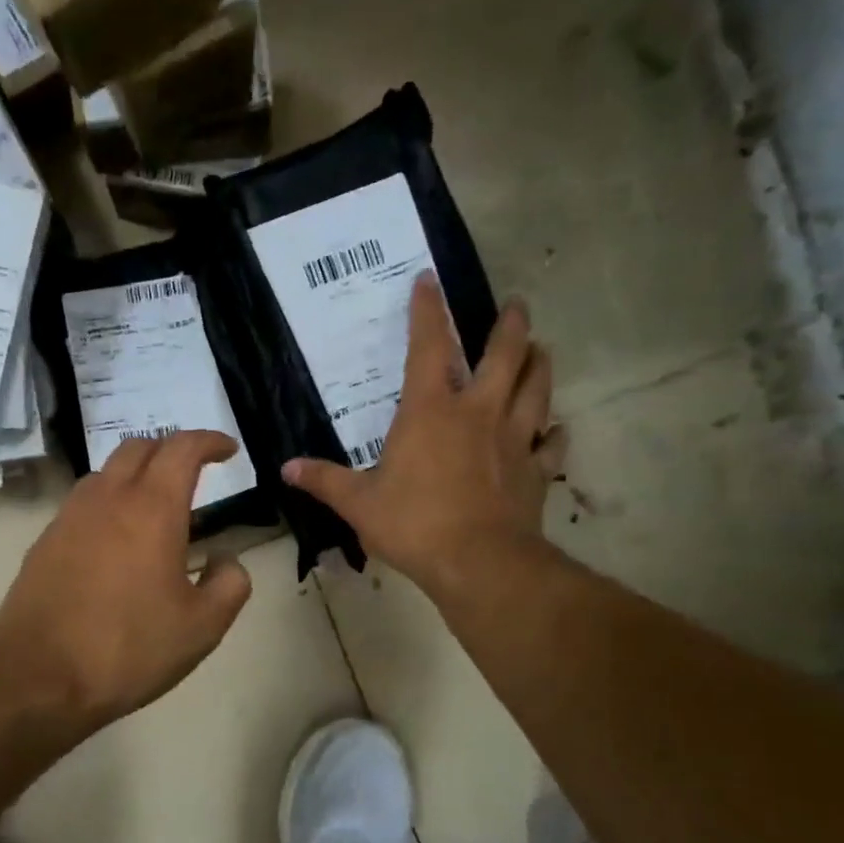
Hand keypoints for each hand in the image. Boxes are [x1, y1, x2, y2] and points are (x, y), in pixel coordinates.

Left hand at [0, 431, 253, 733]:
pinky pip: (83, 503)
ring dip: (136, 475)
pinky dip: (109, 503)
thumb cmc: (128, 648)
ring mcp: (69, 517)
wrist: (37, 677)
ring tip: (154, 507)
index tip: (227, 449)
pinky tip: (117, 541)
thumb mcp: (202, 627)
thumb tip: (226, 559)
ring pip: (106, 472)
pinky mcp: (45, 541)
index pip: (183, 448)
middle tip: (192, 472)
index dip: (209, 440)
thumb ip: (229, 583)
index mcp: (152, 508)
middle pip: (139, 447)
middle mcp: (107, 498)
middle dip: (170, 449)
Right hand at [283, 271, 566, 599]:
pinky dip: (555, 434)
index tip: (429, 279)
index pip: (429, 346)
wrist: (478, 562)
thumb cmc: (414, 524)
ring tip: (541, 349)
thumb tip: (286, 468)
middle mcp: (478, 413)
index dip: (427, 310)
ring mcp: (514, 440)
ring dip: (539, 365)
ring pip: (536, 389)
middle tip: (516, 305)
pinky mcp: (536, 471)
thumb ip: (324, 481)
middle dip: (510, 325)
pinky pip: (552, 445)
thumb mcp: (358, 504)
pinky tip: (556, 430)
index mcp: (431, 411)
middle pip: (504, 355)